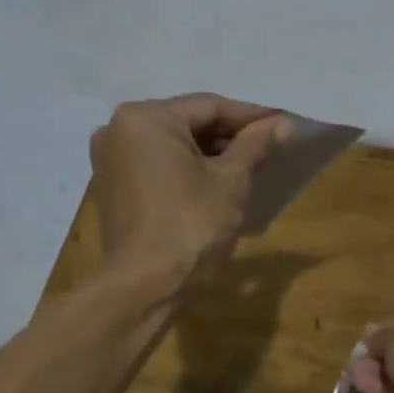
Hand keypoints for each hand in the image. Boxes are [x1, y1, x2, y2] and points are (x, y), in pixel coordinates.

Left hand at [88, 93, 290, 287]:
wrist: (145, 286)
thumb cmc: (191, 226)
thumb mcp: (231, 182)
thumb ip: (255, 146)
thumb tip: (282, 124)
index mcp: (145, 118)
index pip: (209, 106)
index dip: (251, 116)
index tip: (283, 123)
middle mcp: (117, 129)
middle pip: (187, 124)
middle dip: (229, 136)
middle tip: (269, 147)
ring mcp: (110, 160)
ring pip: (172, 146)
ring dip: (209, 154)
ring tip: (249, 166)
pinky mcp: (112, 188)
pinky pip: (157, 167)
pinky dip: (186, 170)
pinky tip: (215, 182)